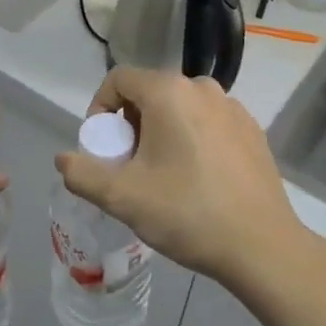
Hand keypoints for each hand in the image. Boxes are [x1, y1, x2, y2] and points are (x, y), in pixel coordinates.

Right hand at [54, 68, 304, 284]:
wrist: (262, 246)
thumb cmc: (187, 213)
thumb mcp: (123, 197)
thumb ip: (83, 174)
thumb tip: (63, 159)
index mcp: (169, 92)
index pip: (118, 79)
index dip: (100, 109)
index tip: (102, 148)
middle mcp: (202, 87)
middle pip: (149, 93)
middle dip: (130, 124)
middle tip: (129, 166)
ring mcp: (232, 107)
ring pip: (180, 108)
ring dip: (161, 132)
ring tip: (162, 175)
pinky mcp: (252, 129)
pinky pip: (207, 122)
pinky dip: (191, 139)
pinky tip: (197, 179)